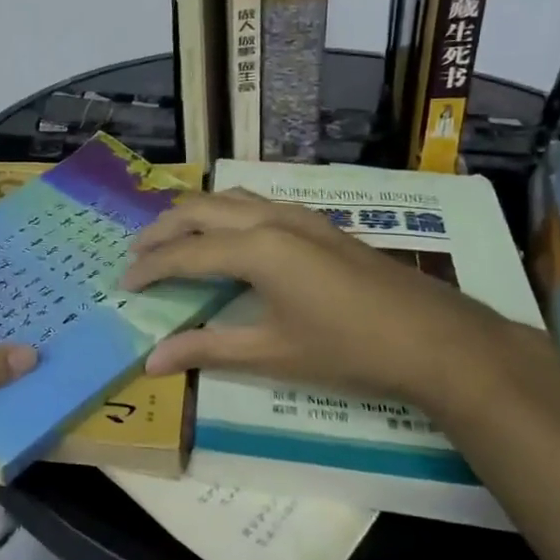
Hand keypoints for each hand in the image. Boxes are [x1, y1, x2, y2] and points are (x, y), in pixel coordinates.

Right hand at [120, 190, 506, 408]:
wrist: (436, 339)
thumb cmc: (349, 349)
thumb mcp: (272, 353)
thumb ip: (208, 349)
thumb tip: (152, 361)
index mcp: (256, 248)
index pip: (184, 252)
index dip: (149, 268)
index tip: (123, 285)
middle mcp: (271, 219)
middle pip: (199, 210)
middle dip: (161, 231)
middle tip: (136, 257)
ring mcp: (299, 216)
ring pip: (229, 198)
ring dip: (193, 216)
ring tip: (172, 241)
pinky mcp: (318, 225)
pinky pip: (256, 203)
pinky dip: (225, 213)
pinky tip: (228, 238)